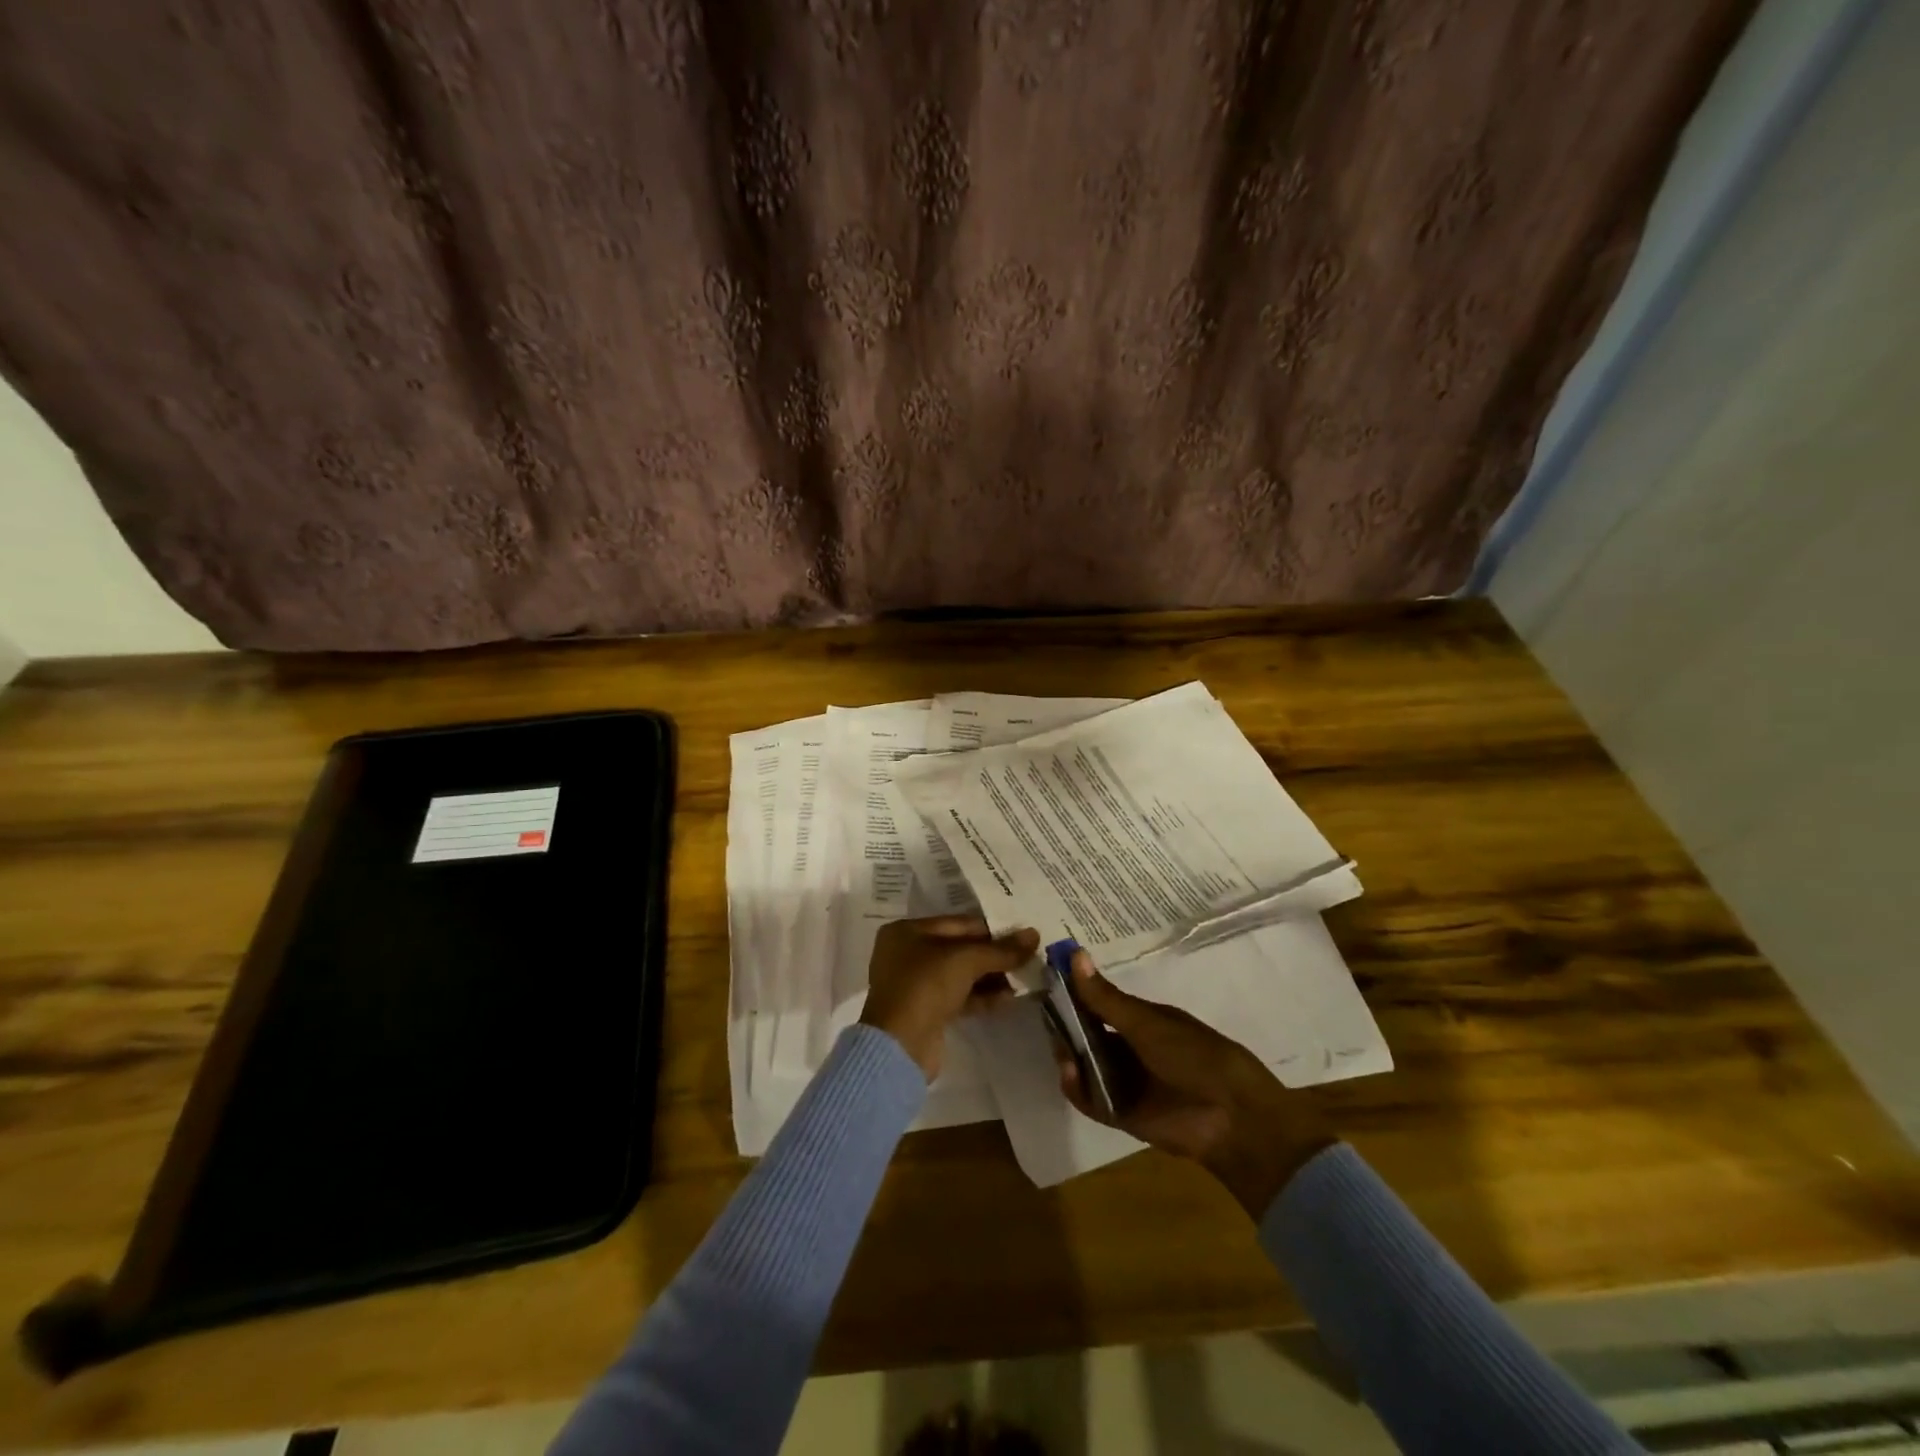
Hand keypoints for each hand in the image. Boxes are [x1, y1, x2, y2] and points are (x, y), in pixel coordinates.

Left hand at [861, 916, 1040, 1080]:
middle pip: (959, 949)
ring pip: (960, 974)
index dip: (992, 929)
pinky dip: (982, 996)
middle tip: (1027, 957)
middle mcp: (907, 954)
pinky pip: (959, 996)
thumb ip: (1001, 949)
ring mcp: (915, 984)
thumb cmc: (926, 986)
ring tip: (1024, 977)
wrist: (899, 1047)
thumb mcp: (966, 960)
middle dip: (993, 955)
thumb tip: (1034, 934)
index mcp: (907, 931)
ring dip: (991, 976)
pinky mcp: (925, 1011)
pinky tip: (1009, 998)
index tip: (1023, 936)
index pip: (957, 923)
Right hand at [1053, 949, 1334, 1216]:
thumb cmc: (1195, 1055)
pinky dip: (1077, 1089)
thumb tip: (1074, 954)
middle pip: (1087, 1036)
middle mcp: (1130, 1049)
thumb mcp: (1147, 1022)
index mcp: (1141, 1021)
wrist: (1232, 1115)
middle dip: (1067, 1029)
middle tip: (1049, 1021)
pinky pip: (1092, 1100)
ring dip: (1070, 1058)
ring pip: (1086, 1067)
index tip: (1048, 982)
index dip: (1074, 994)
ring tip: (1061, 1051)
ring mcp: (1126, 1082)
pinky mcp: (1122, 1115)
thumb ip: (1105, 998)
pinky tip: (1070, 1075)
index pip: (1098, 1004)